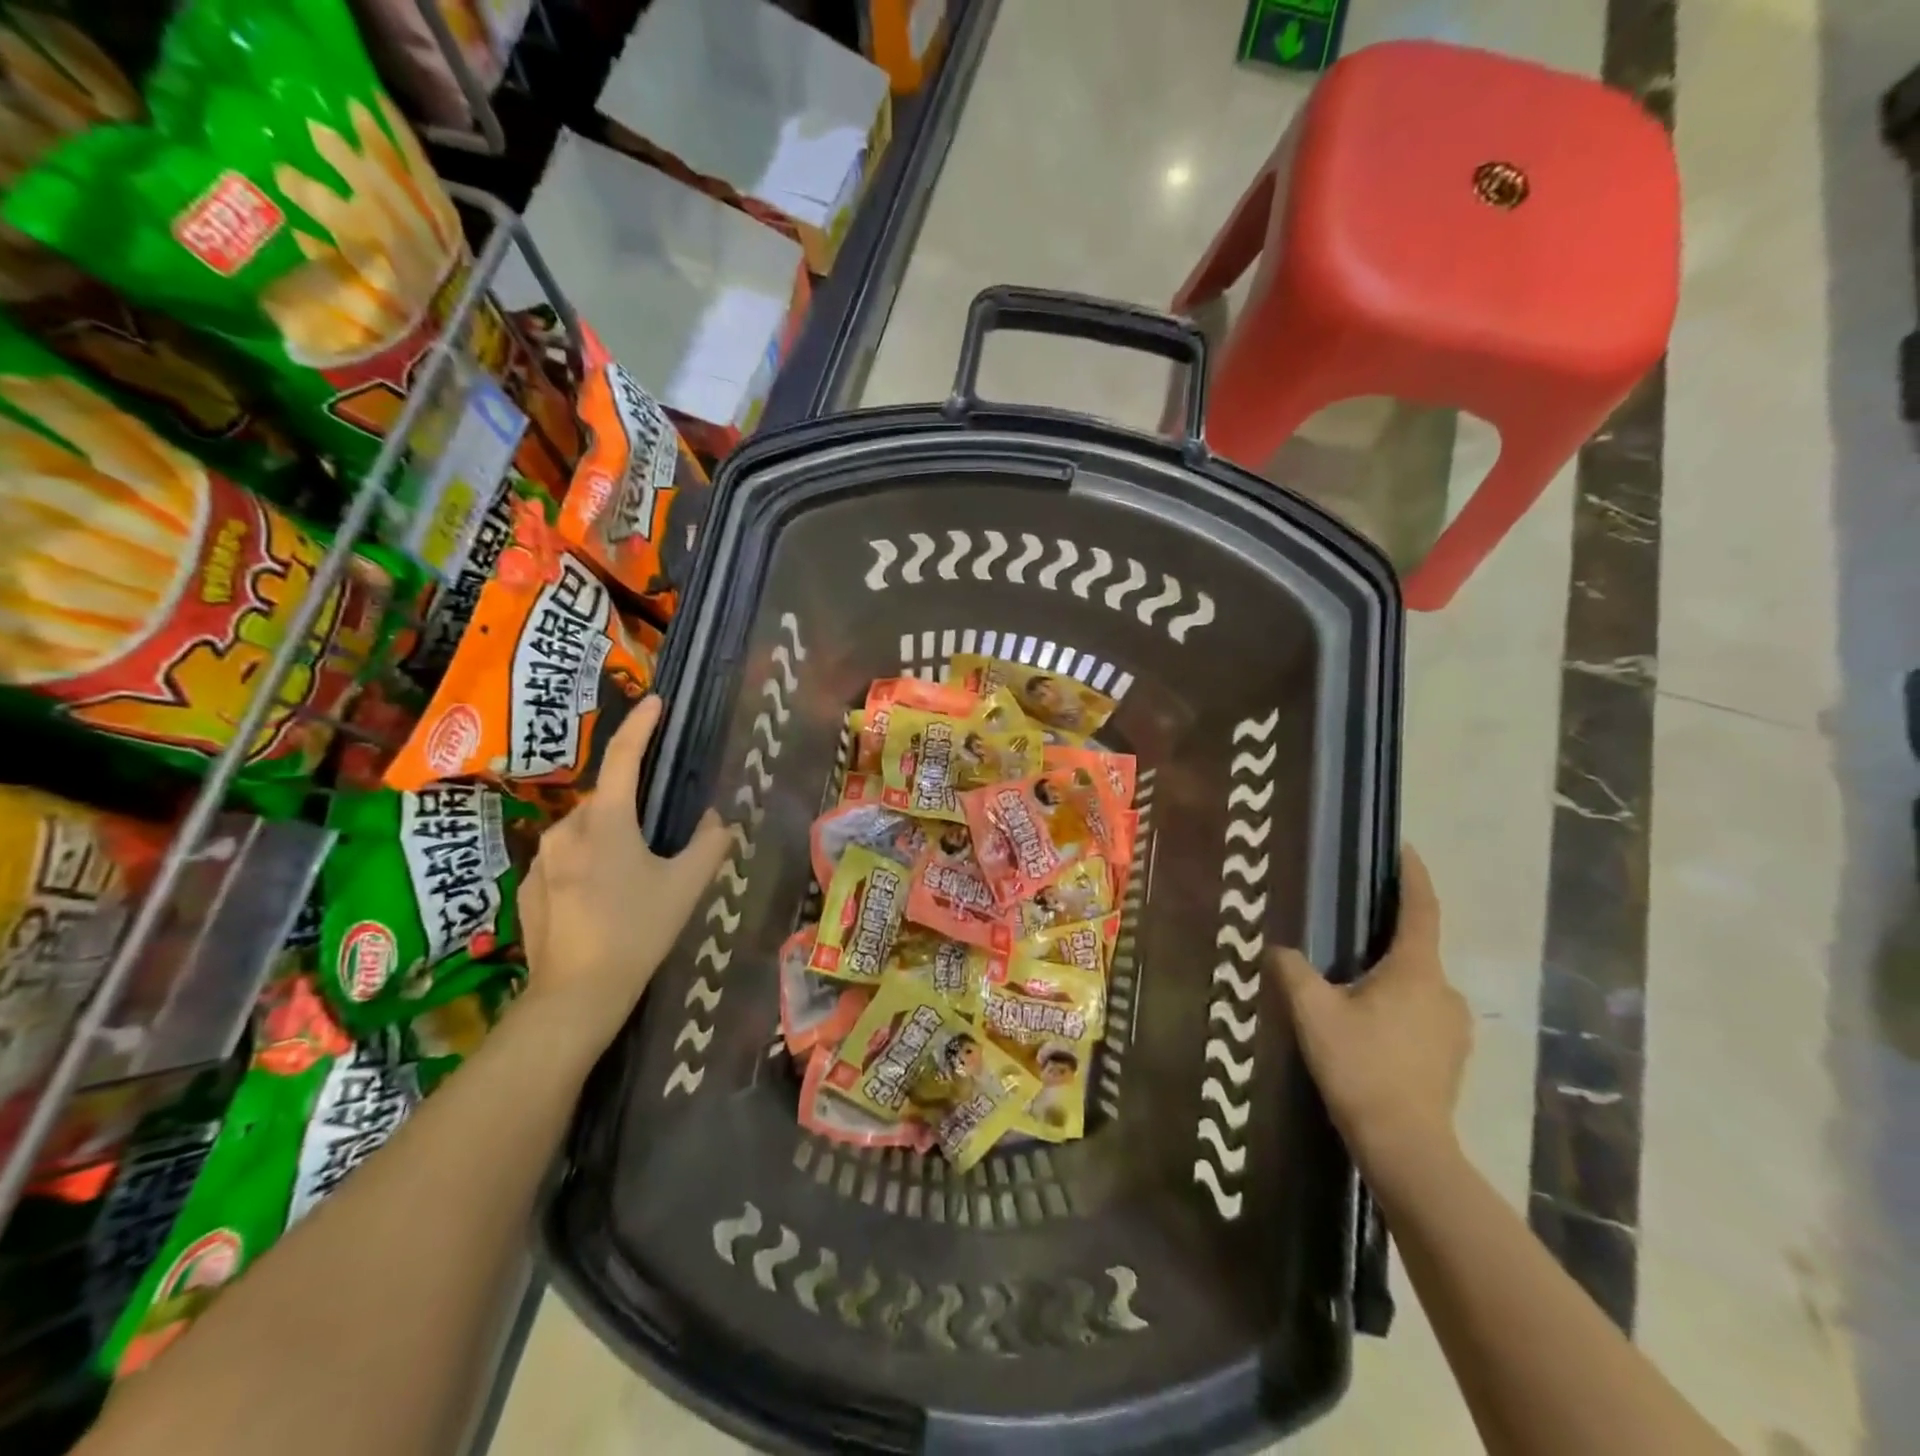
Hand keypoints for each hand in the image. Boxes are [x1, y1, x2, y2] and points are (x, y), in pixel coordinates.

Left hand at [515, 696, 730, 1047]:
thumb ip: (709, 845)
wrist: (576, 994)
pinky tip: (602, 901)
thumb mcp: (686, 887)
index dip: (641, 726)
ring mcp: (541, 860)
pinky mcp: (527, 888)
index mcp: (606, 822)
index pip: (625, 758)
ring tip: (632, 877)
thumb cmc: (638, 931)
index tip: (656, 701)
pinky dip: (586, 865)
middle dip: (631, 807)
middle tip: (658, 839)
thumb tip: (717, 820)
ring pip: (583, 831)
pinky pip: (564, 860)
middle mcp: (567, 830)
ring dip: (608, 838)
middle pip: (605, 801)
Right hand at [1271, 847, 1470, 1168]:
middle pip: (1416, 950)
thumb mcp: (1313, 1011)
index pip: (1421, 910)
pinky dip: (1397, 1008)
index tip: (1406, 849)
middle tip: (1348, 935)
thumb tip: (1278, 948)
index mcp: (1416, 971)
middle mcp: (1445, 992)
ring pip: (1418, 986)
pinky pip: (1422, 1015)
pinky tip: (1367, 1028)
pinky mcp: (1451, 1058)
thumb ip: (1292, 970)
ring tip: (1351, 987)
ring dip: (1389, 978)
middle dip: (1386, 938)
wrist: (1405, 1145)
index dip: (1414, 877)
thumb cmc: (1360, 1066)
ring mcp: (1454, 1028)